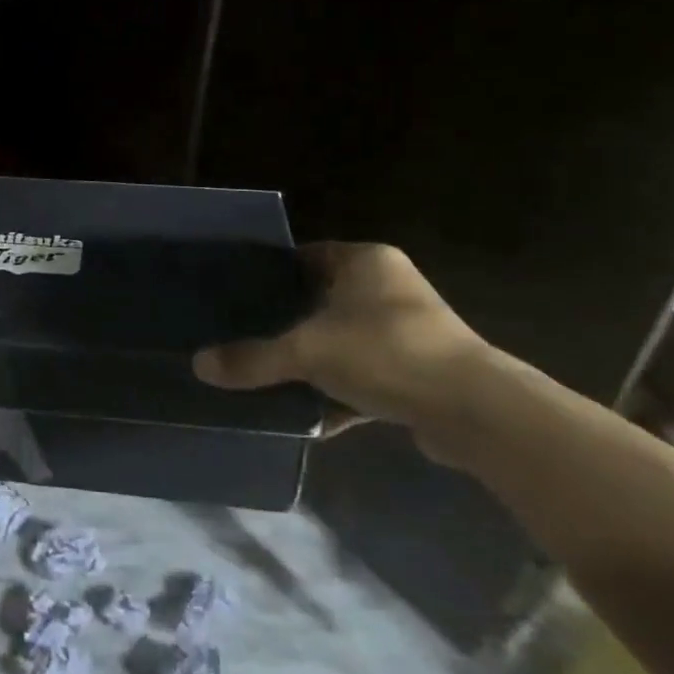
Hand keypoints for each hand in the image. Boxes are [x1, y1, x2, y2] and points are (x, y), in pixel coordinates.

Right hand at [193, 242, 493, 460]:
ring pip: (344, 340)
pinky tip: (312, 418)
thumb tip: (198, 365)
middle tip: (246, 336)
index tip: (239, 294)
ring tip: (272, 376)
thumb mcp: (308, 352)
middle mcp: (389, 287)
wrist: (475, 413)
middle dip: (289, 322)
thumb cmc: (386, 353)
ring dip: (316, 361)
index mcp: (366, 261)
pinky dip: (342, 394)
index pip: (306, 255)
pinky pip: (367, 376)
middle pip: (323, 299)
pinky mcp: (421, 372)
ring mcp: (409, 330)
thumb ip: (253, 359)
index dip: (272, 273)